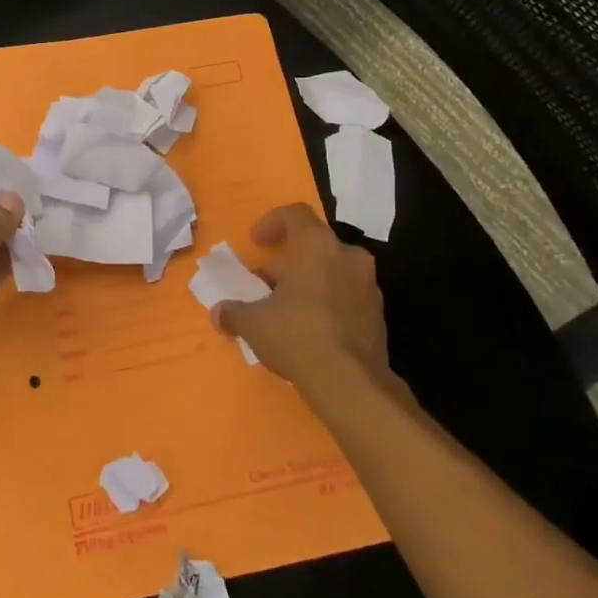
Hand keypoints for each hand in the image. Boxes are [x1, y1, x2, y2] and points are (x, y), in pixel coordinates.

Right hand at [211, 204, 409, 413]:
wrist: (352, 383)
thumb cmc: (297, 335)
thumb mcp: (253, 324)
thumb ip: (234, 312)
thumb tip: (219, 312)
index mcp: (317, 245)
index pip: (295, 214)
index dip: (272, 222)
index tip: (256, 241)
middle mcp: (347, 256)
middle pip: (315, 245)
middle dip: (289, 260)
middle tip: (267, 282)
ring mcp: (369, 285)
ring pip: (333, 270)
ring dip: (310, 281)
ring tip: (287, 307)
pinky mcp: (378, 315)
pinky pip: (347, 296)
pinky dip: (328, 302)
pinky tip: (310, 328)